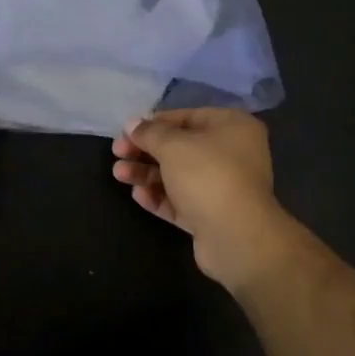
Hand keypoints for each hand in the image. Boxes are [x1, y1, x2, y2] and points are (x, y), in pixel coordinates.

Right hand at [111, 108, 291, 288]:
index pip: (186, 117)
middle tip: (117, 153)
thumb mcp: (172, 146)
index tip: (126, 131)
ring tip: (119, 174)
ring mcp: (224, 187)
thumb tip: (132, 124)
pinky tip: (137, 196)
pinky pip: (182, 200)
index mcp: (232, 127)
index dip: (153, 123)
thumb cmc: (207, 176)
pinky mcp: (213, 216)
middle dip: (146, 151)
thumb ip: (150, 132)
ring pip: (178, 175)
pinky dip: (160, 196)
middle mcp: (232, 154)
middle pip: (180, 147)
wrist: (237, 238)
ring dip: (147, 174)